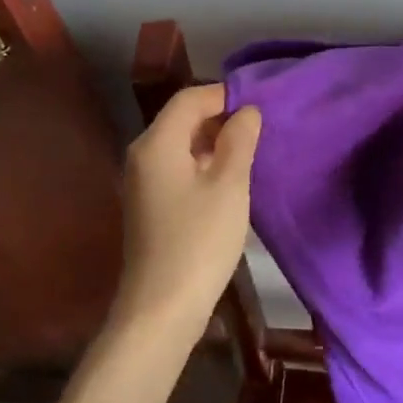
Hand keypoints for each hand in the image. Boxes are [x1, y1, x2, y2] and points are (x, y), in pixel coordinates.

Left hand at [110, 84, 261, 346]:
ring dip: (214, 141)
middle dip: (220, 117)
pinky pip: (177, 167)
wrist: (161, 308)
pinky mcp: (150, 204)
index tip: (259, 104)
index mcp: (157, 143)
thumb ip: (239, 140)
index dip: (224, 94)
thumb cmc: (199, 240)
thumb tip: (246, 111)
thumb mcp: (229, 185)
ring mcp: (143, 181)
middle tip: (260, 128)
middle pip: (182, 118)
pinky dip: (203, 163)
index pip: (189, 98)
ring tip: (251, 151)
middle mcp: (142, 154)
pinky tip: (230, 179)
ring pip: (181, 144)